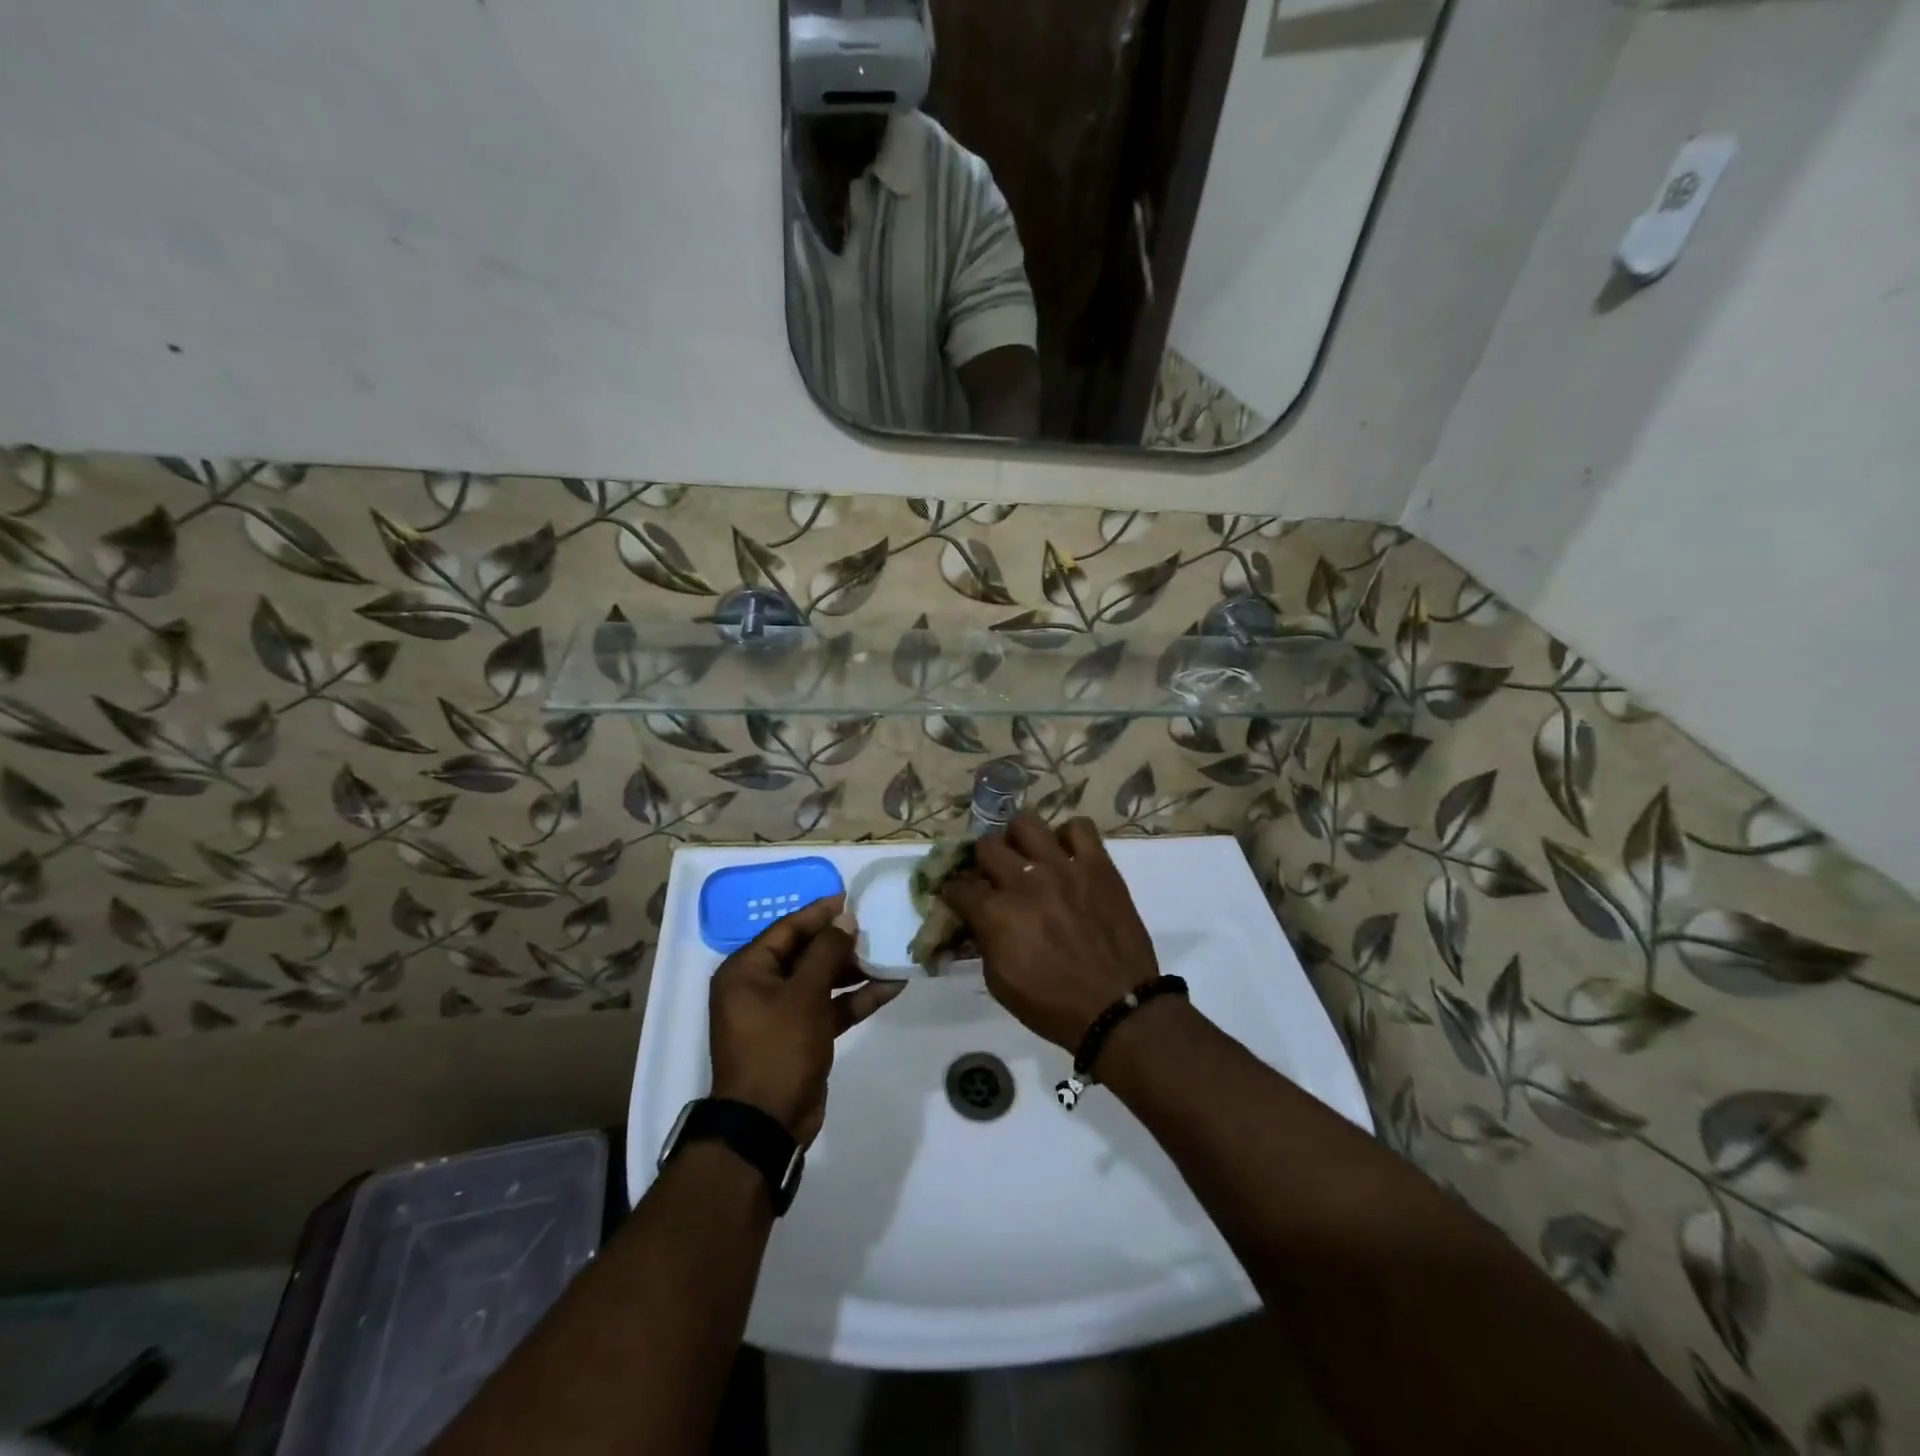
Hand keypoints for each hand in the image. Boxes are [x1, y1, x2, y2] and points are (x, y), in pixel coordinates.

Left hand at [709, 896, 903, 1145]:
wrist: (768, 1125)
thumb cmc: (778, 1048)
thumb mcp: (804, 995)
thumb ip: (827, 952)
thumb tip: (845, 918)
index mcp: (746, 971)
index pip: (786, 929)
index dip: (819, 912)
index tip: (851, 897)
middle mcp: (760, 986)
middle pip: (805, 952)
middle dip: (841, 942)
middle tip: (876, 926)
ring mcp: (781, 1013)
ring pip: (821, 980)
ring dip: (853, 970)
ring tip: (889, 952)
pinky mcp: (801, 1035)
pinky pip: (829, 1007)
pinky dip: (855, 998)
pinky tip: (891, 986)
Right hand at [939, 814, 1157, 1051]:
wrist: (1117, 1009)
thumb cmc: (1053, 1006)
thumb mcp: (999, 983)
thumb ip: (984, 941)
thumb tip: (978, 920)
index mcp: (997, 913)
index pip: (958, 886)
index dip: (954, 893)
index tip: (960, 899)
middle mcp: (1025, 881)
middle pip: (987, 846)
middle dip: (983, 862)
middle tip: (994, 877)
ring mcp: (1064, 867)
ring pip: (1026, 823)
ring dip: (1019, 840)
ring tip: (1028, 857)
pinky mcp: (1098, 865)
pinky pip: (1079, 827)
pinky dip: (1068, 837)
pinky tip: (1067, 857)